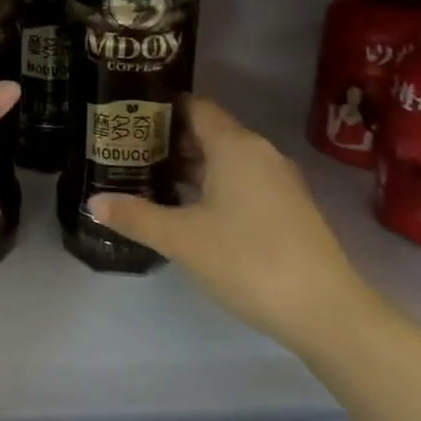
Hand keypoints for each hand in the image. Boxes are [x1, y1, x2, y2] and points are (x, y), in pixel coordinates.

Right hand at [89, 96, 370, 349]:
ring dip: (189, 165)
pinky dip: (211, 185)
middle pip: (207, 131)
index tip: (126, 115)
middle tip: (126, 150)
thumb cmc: (248, 261)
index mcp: (235, 145)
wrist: (327, 313)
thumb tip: (93, 201)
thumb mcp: (182, 239)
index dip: (159, 107)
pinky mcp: (287, 208)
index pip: (194, 106)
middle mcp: (259, 153)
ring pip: (224, 159)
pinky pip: (241, 181)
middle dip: (167, 139)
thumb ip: (135, 216)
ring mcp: (278, 181)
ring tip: (147, 177)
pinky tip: (186, 209)